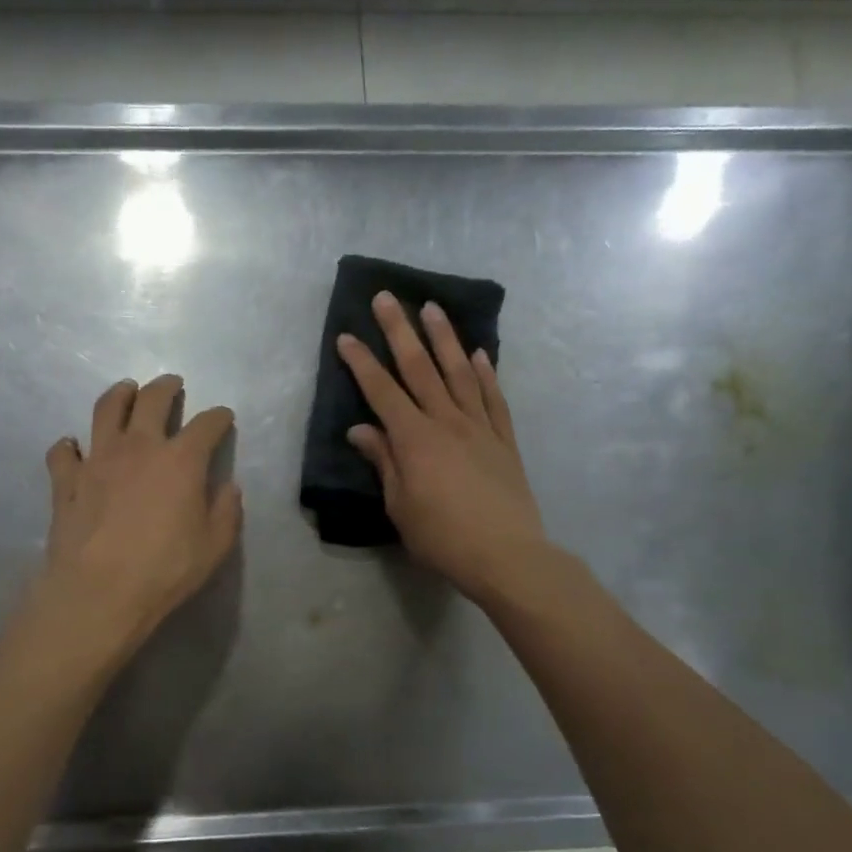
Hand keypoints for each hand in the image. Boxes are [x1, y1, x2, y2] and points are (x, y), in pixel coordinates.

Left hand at [37, 373, 241, 657]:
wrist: (99, 592)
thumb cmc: (165, 570)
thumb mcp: (214, 547)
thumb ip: (226, 512)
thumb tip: (228, 487)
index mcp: (180, 461)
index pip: (206, 425)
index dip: (218, 417)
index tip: (223, 417)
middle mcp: (138, 447)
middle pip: (151, 400)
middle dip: (165, 387)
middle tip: (171, 384)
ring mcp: (97, 460)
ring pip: (105, 410)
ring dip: (118, 395)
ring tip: (125, 390)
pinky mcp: (66, 481)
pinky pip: (63, 452)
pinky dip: (69, 445)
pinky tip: (73, 447)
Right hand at [338, 293, 548, 604]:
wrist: (506, 554)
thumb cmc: (442, 537)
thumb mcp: (400, 505)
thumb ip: (384, 461)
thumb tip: (361, 430)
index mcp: (414, 439)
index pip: (382, 392)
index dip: (361, 363)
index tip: (345, 337)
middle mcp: (446, 421)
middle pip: (419, 368)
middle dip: (399, 331)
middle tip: (387, 297)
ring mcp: (480, 427)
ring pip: (459, 372)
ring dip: (444, 338)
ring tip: (432, 307)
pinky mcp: (504, 440)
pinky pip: (494, 398)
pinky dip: (486, 373)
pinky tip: (479, 354)